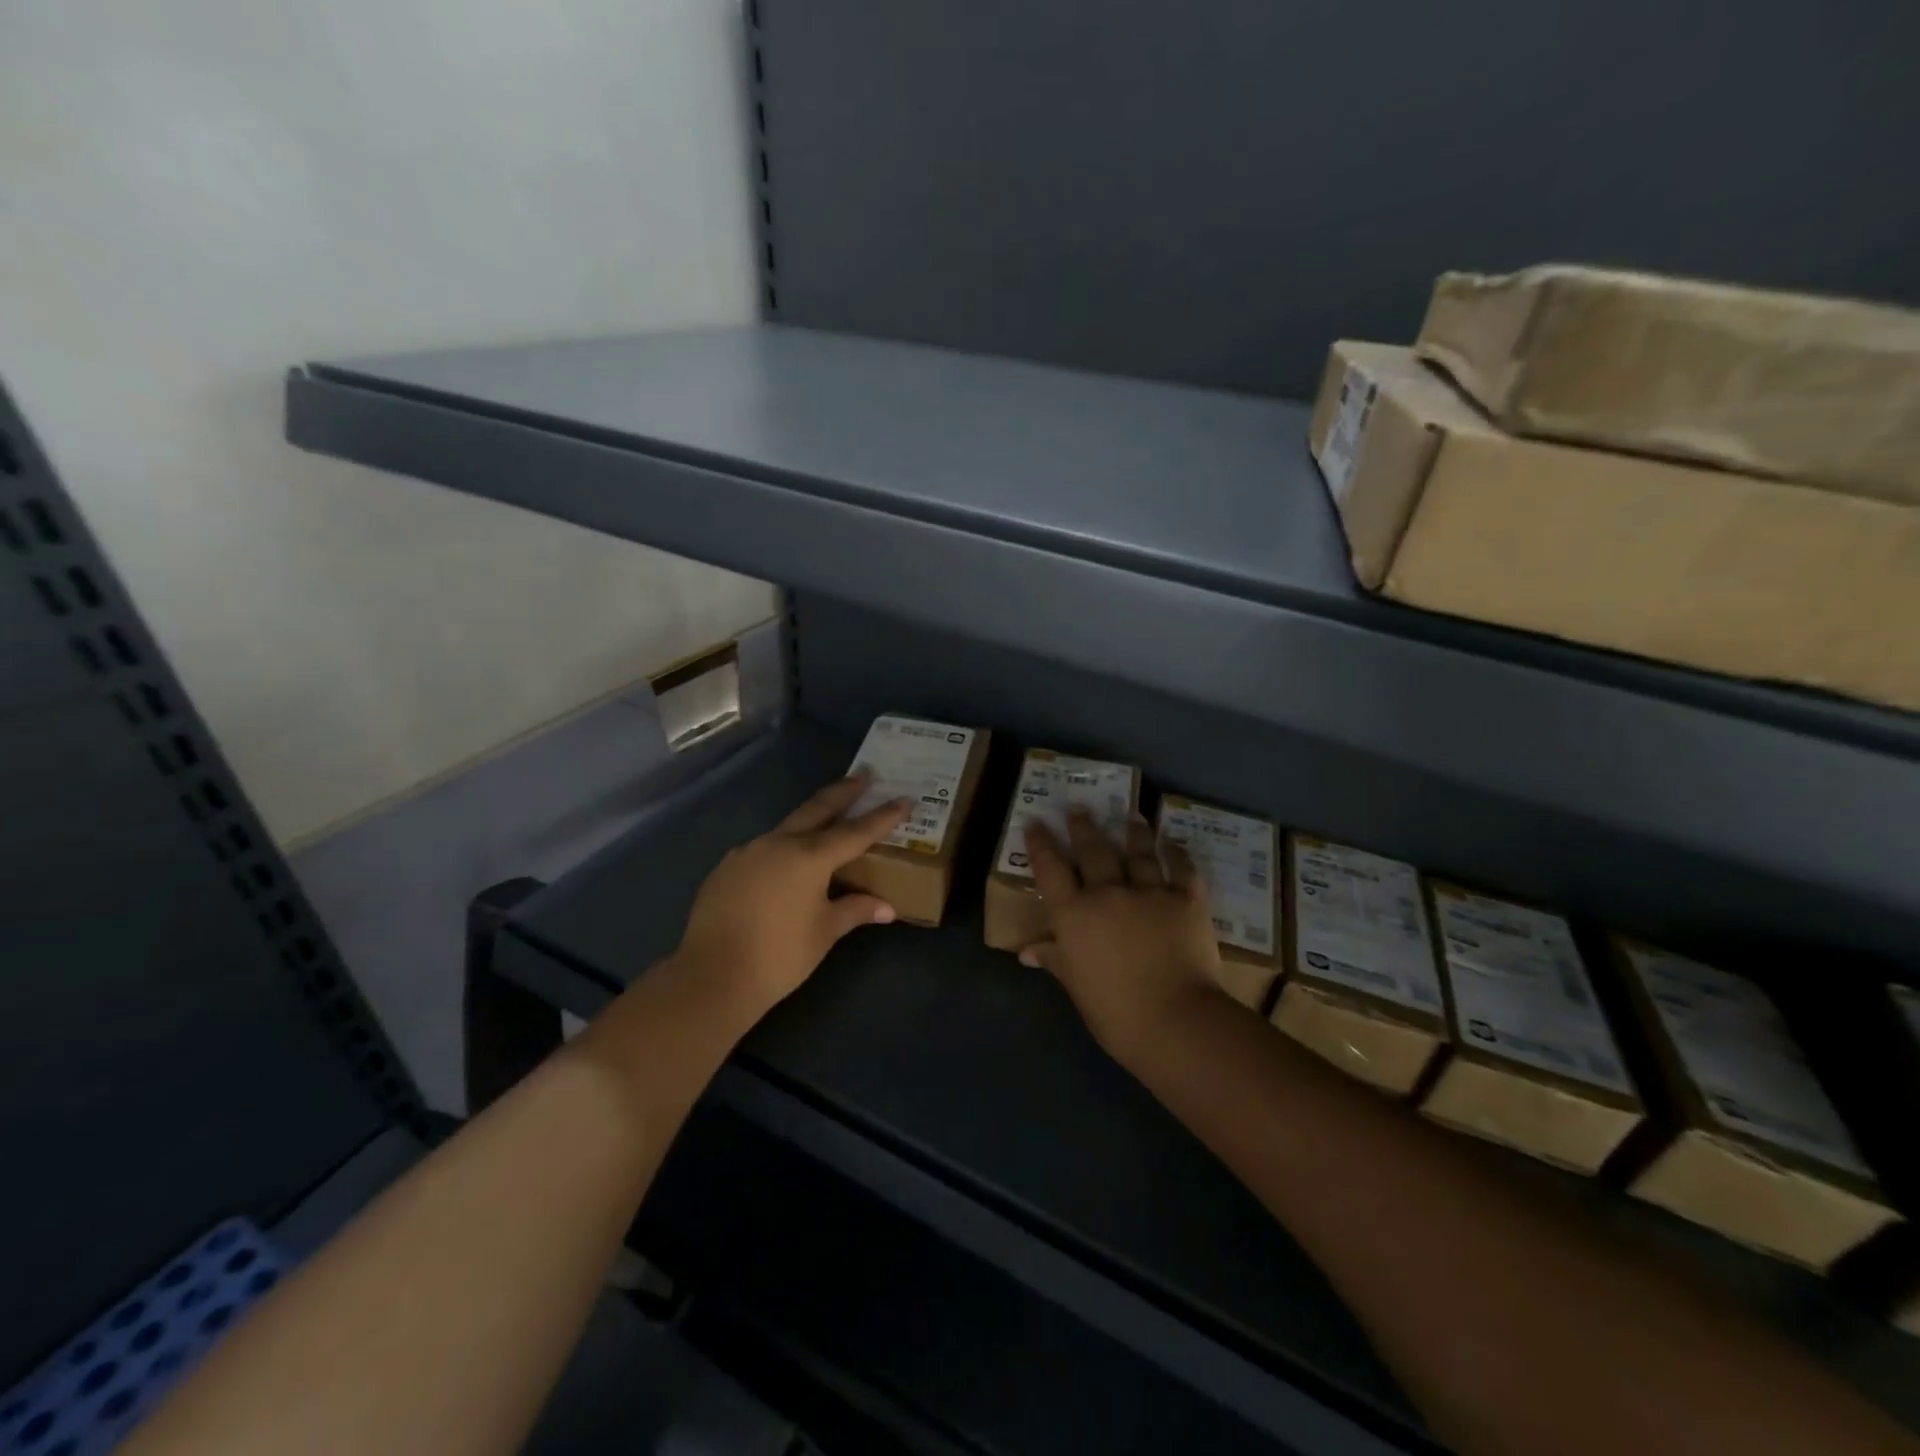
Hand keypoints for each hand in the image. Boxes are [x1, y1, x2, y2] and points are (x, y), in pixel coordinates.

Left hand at [672, 774, 910, 1024]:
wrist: (712, 977)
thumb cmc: (780, 955)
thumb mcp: (825, 932)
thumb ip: (856, 910)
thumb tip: (887, 908)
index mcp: (809, 856)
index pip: (856, 831)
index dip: (883, 816)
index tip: (904, 798)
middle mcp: (779, 843)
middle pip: (817, 809)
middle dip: (844, 791)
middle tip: (865, 774)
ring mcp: (748, 852)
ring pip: (787, 827)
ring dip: (811, 818)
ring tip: (828, 819)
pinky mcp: (726, 868)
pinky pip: (763, 848)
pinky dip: (783, 846)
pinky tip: (786, 862)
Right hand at [1019, 809, 1225, 1066]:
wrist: (1176, 1020)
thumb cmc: (1116, 1013)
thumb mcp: (1076, 987)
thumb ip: (1055, 959)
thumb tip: (1027, 951)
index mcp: (1075, 914)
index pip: (1050, 869)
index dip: (1041, 844)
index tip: (1036, 822)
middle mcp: (1108, 892)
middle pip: (1092, 850)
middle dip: (1083, 826)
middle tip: (1078, 807)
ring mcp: (1150, 892)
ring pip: (1138, 851)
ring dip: (1133, 830)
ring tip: (1130, 814)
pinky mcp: (1186, 899)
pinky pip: (1182, 868)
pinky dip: (1177, 853)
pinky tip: (1172, 843)